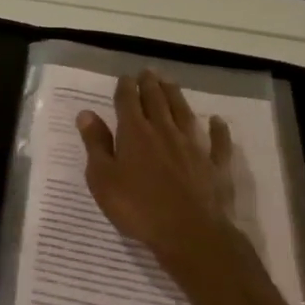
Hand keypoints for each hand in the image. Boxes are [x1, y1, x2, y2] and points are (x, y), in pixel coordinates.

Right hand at [77, 70, 237, 266]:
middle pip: (157, 101)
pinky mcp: (215, 165)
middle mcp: (164, 131)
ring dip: (176, 96)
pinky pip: (218, 141)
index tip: (125, 77)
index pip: (128, 102)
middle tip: (148, 71)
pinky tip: (217, 120)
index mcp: (134, 133)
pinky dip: (217, 129)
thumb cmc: (137, 207)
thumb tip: (86, 113)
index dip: (125, 87)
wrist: (189, 233)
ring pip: (184, 113)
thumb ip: (96, 144)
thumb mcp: (103, 178)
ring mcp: (193, 146)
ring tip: (170, 83)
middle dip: (150, 85)